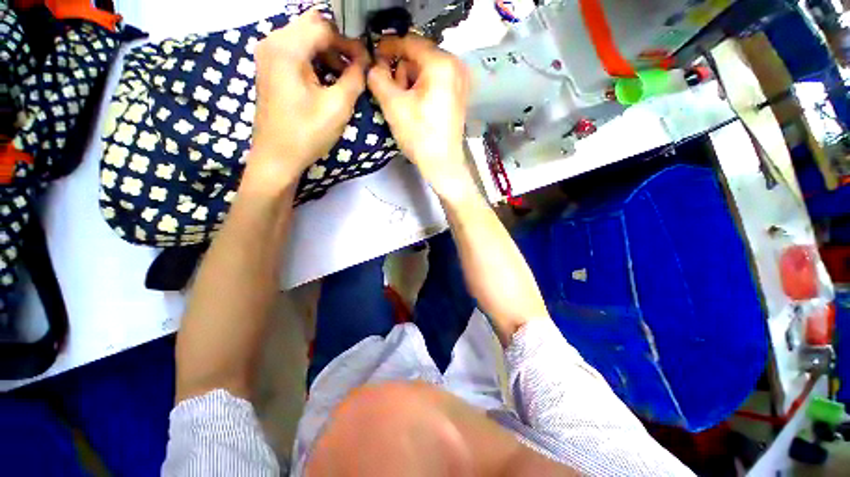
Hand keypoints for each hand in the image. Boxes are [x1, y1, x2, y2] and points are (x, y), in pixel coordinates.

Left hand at [246, 8, 368, 192]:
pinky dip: (315, 62)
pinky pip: (297, 52)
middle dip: (338, 45)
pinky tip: (327, 82)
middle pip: (312, 27)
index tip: (366, 63)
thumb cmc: (307, 133)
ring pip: (305, 39)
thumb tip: (364, 61)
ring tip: (344, 78)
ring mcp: (268, 55)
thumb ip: (355, 78)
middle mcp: (272, 42)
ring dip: (328, 54)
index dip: (349, 43)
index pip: (324, 28)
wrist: (277, 157)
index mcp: (287, 47)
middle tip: (356, 69)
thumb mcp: (337, 107)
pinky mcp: (270, 68)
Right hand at [367, 35, 473, 198]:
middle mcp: (455, 67)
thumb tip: (374, 66)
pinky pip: (435, 83)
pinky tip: (414, 107)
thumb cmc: (420, 136)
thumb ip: (378, 78)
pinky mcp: (458, 97)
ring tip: (402, 104)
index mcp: (441, 64)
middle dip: (400, 71)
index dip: (387, 47)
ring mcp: (460, 83)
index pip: (409, 42)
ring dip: (409, 82)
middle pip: (418, 57)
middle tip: (390, 91)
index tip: (373, 55)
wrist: (443, 165)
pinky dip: (421, 90)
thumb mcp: (393, 105)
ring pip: (426, 71)